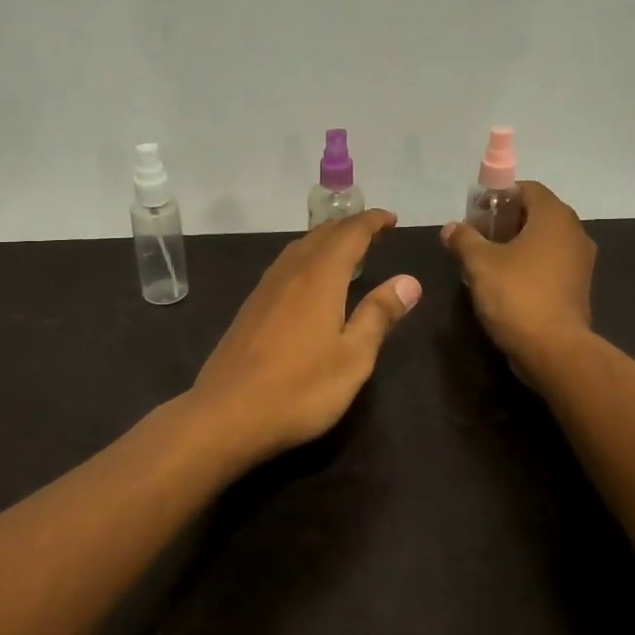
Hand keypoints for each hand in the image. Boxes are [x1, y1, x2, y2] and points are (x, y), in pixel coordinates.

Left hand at [189, 210, 421, 464]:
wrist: (226, 414)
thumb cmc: (300, 389)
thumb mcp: (353, 358)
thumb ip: (379, 315)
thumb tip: (409, 280)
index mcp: (319, 278)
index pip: (350, 234)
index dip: (372, 222)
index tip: (392, 219)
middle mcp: (290, 273)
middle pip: (322, 235)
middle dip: (350, 227)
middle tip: (375, 230)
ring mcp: (265, 289)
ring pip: (299, 248)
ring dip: (325, 239)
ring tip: (346, 248)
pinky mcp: (251, 308)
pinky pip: (284, 265)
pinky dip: (306, 257)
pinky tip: (308, 279)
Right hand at [443, 182, 595, 380]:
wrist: (553, 349)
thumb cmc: (516, 295)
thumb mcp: (479, 263)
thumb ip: (464, 239)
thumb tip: (451, 227)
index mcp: (554, 217)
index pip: (527, 188)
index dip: (499, 196)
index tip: (475, 213)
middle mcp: (574, 232)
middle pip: (536, 213)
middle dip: (505, 221)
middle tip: (477, 237)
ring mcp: (580, 261)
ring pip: (544, 240)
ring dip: (517, 244)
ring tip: (487, 261)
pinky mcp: (578, 287)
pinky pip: (551, 263)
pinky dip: (530, 265)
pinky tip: (506, 282)